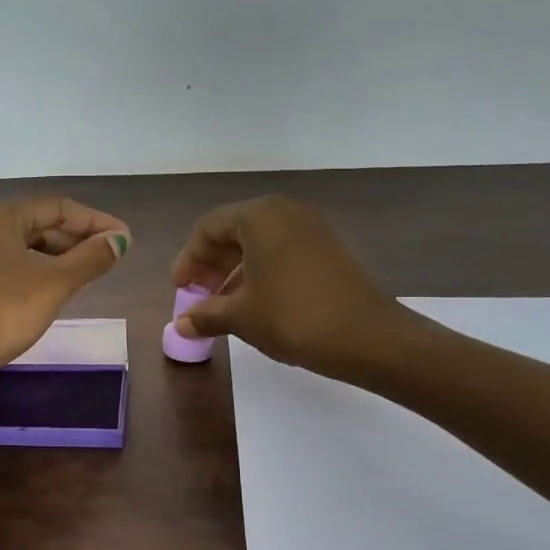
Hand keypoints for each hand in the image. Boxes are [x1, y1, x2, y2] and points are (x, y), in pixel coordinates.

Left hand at [0, 198, 130, 393]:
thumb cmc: (2, 311)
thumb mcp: (54, 283)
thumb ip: (90, 259)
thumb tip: (120, 240)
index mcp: (3, 216)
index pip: (60, 208)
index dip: (97, 222)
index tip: (126, 241)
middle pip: (42, 225)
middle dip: (79, 239)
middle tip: (111, 258)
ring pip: (28, 248)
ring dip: (61, 257)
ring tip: (89, 274)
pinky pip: (14, 267)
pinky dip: (40, 272)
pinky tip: (55, 290)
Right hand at [170, 195, 410, 377]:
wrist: (369, 337)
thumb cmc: (293, 317)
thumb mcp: (241, 317)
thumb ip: (205, 315)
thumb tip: (181, 324)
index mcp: (260, 217)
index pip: (209, 227)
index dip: (188, 258)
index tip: (180, 289)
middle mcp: (286, 212)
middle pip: (234, 230)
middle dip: (211, 264)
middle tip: (198, 296)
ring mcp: (313, 228)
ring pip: (260, 242)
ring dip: (235, 270)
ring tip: (223, 305)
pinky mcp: (330, 248)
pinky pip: (283, 251)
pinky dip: (261, 272)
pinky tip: (256, 303)